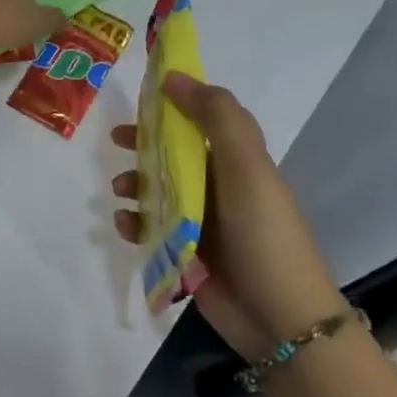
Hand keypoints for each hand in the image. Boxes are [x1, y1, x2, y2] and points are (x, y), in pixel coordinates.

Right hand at [110, 73, 342, 358]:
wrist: (279, 318)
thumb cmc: (264, 234)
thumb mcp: (247, 167)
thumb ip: (217, 117)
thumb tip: (175, 77)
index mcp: (237, 162)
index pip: (203, 120)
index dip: (174, 105)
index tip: (142, 98)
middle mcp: (219, 186)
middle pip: (174, 153)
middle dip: (144, 144)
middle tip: (116, 141)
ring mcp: (201, 222)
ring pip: (157, 190)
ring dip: (135, 184)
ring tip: (120, 191)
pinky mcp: (186, 253)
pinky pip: (151, 228)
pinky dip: (135, 223)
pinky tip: (125, 226)